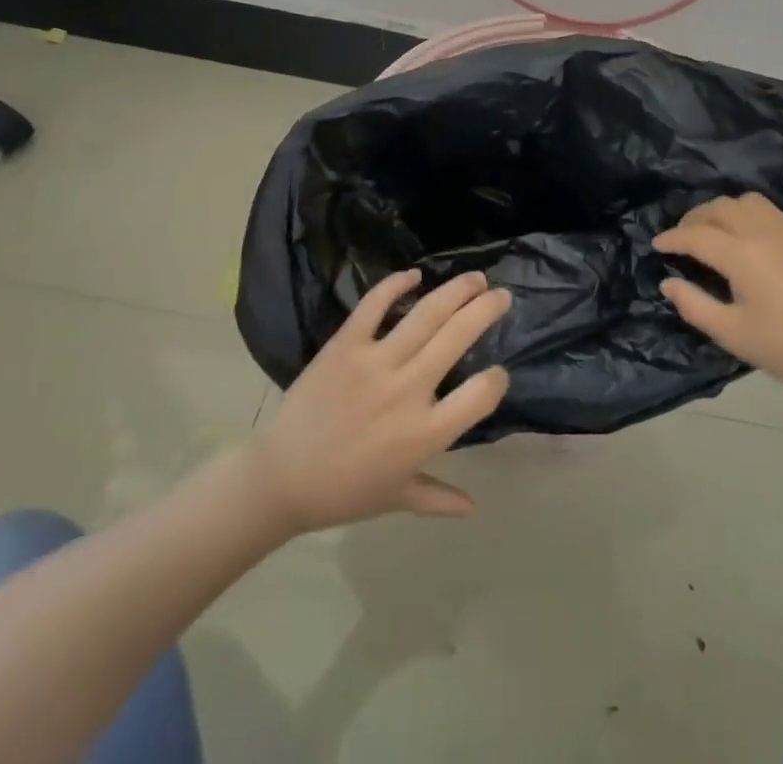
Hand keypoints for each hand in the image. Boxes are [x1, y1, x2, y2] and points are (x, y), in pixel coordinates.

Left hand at [252, 269, 510, 534]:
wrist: (280, 480)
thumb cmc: (343, 492)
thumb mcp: (396, 498)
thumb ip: (438, 497)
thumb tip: (474, 506)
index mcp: (424, 434)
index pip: (480, 395)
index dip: (496, 380)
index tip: (498, 373)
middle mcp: (407, 391)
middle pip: (458, 337)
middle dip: (486, 311)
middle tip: (502, 296)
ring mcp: (375, 363)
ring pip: (426, 314)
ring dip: (456, 291)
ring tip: (476, 278)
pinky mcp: (345, 345)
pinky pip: (374, 305)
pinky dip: (396, 285)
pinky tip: (415, 275)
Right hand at [654, 192, 782, 406]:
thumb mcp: (732, 334)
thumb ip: (694, 305)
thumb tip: (667, 283)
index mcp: (741, 254)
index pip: (696, 235)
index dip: (672, 238)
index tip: (657, 245)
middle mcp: (763, 231)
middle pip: (721, 208)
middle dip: (695, 218)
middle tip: (682, 237)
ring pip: (748, 201)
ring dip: (724, 210)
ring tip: (715, 231)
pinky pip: (772, 211)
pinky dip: (750, 215)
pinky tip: (750, 238)